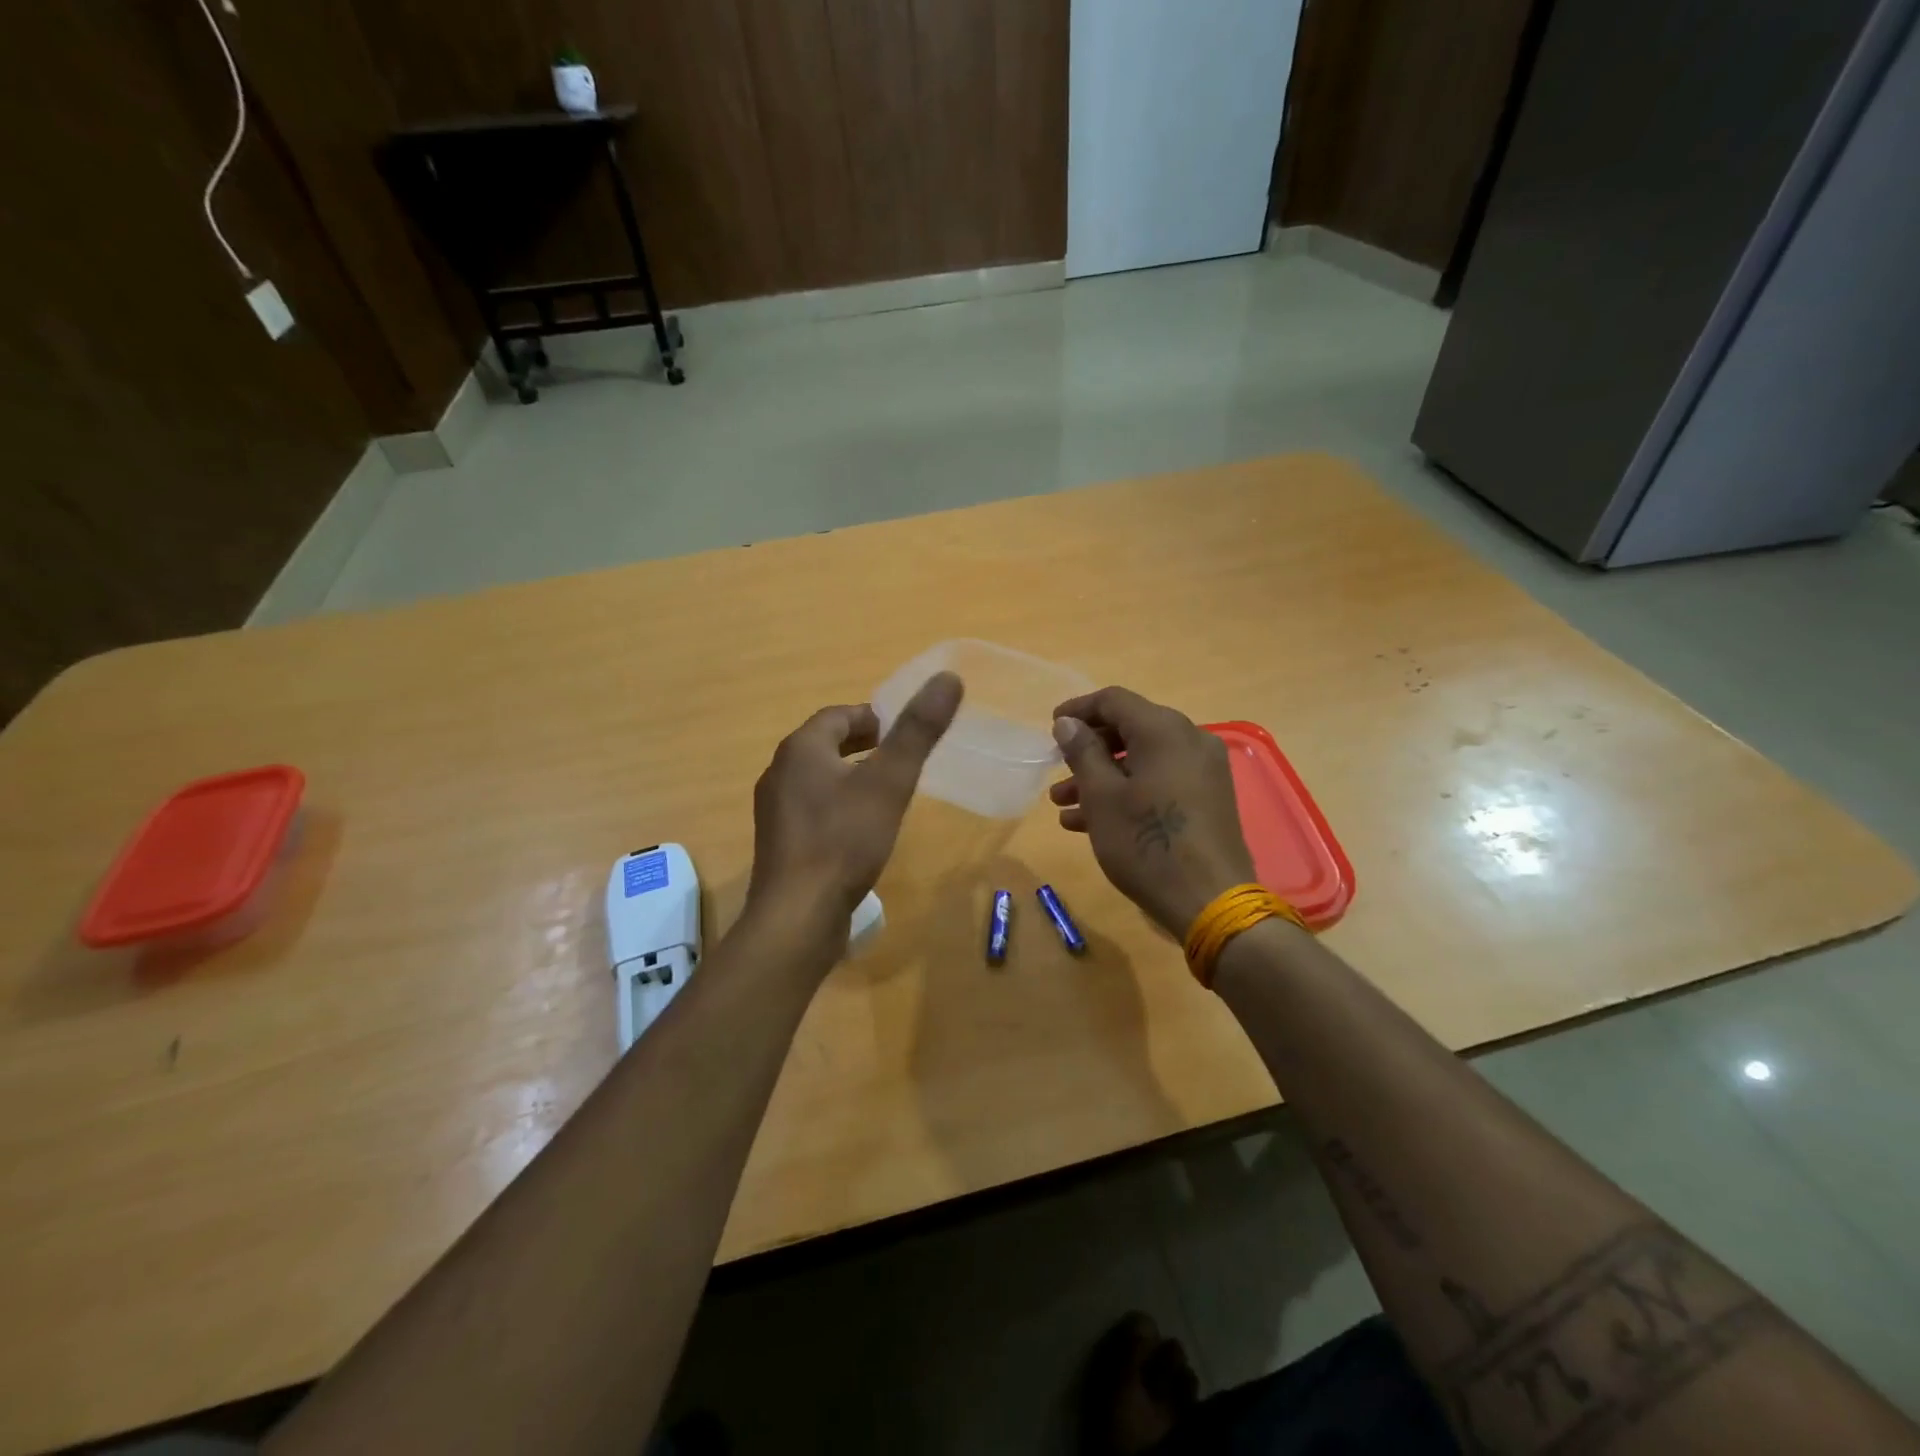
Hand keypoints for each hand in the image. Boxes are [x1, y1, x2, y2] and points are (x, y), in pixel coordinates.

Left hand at [746, 672, 963, 944]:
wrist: (798, 915)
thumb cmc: (844, 840)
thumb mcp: (890, 781)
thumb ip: (918, 731)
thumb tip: (948, 677)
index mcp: (801, 749)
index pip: (838, 715)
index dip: (872, 717)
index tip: (902, 732)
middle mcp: (779, 772)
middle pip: (824, 745)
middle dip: (861, 746)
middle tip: (898, 759)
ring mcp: (774, 810)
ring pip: (817, 778)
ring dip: (849, 776)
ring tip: (884, 793)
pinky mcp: (779, 843)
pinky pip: (811, 809)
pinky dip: (836, 806)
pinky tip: (858, 831)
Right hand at [1049, 687, 1254, 937]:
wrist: (1210, 900)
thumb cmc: (1147, 843)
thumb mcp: (1102, 796)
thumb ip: (1083, 752)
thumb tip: (1068, 723)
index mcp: (1164, 729)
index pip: (1113, 700)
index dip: (1078, 710)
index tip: (1052, 729)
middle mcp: (1190, 739)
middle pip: (1130, 729)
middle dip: (1088, 750)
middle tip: (1057, 769)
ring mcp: (1203, 770)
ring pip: (1143, 760)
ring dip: (1102, 776)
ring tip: (1063, 805)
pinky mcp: (1208, 798)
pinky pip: (1160, 781)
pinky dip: (1128, 792)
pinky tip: (1091, 822)